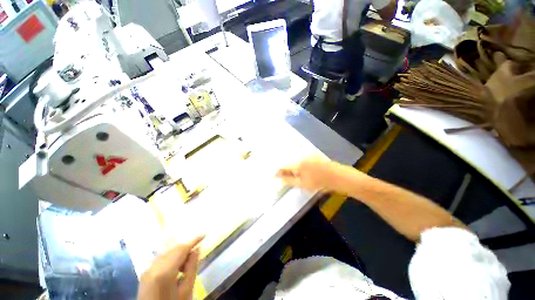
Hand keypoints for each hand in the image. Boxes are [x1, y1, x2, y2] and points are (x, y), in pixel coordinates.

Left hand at [137, 236, 203, 299]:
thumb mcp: (186, 290)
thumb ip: (192, 268)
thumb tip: (197, 249)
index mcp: (164, 272)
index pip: (182, 250)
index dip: (194, 241)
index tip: (204, 235)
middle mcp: (154, 267)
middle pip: (174, 250)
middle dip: (186, 250)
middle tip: (195, 257)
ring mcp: (147, 270)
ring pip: (167, 253)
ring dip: (179, 255)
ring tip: (185, 267)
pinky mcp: (145, 273)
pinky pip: (161, 259)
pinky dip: (171, 259)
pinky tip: (175, 269)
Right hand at [276, 156, 338, 191]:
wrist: (338, 177)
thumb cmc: (320, 182)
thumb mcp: (303, 184)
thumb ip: (289, 180)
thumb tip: (280, 179)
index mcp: (298, 162)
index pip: (283, 165)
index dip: (278, 171)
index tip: (274, 176)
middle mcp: (301, 155)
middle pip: (288, 162)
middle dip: (285, 170)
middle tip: (284, 177)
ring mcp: (308, 154)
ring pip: (295, 160)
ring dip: (292, 168)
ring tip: (293, 176)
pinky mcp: (313, 155)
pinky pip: (301, 159)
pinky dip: (298, 165)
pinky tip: (301, 171)